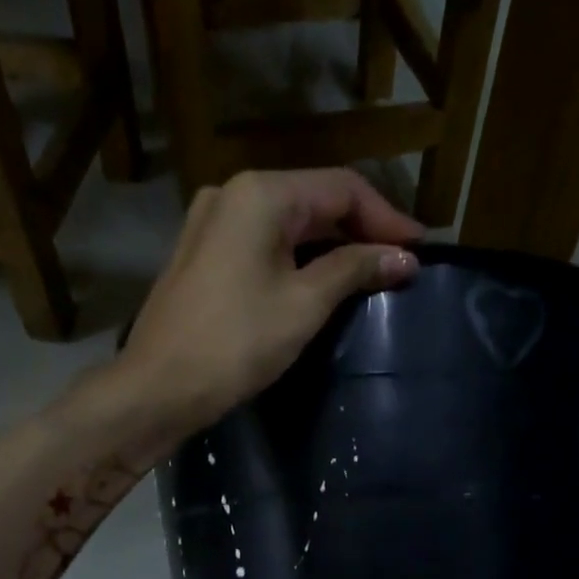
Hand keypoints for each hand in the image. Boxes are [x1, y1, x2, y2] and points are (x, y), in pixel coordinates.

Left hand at [117, 169, 421, 432]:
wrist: (159, 388)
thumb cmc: (236, 344)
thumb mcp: (304, 304)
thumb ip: (355, 270)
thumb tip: (404, 258)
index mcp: (260, 193)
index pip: (341, 189)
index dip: (387, 218)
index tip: (420, 250)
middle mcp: (232, 194)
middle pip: (314, 200)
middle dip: (361, 230)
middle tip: (400, 263)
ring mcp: (212, 223)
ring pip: (288, 223)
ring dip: (331, 246)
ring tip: (371, 273)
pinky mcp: (203, 255)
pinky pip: (263, 244)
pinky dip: (298, 258)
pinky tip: (323, 280)